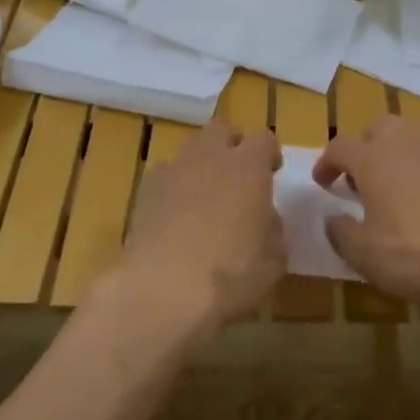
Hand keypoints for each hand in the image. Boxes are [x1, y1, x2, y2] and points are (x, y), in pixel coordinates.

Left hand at [114, 121, 284, 335]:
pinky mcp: (145, 190)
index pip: (265, 139)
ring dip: (202, 163)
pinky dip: (175, 186)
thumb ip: (273, 229)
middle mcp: (210, 157)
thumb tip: (265, 217)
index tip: (272, 172)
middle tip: (239, 174)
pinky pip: (165, 174)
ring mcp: (173, 170)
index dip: (270, 153)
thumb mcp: (274, 260)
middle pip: (222, 130)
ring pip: (191, 149)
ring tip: (206, 195)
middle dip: (232, 144)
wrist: (163, 289)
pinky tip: (177, 214)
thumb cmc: (231, 274)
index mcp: (248, 166)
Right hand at [315, 116, 419, 321]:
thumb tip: (333, 220)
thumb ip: (340, 233)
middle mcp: (404, 146)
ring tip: (389, 190)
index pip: (340, 147)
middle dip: (364, 147)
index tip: (322, 185)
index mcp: (373, 159)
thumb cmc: (416, 253)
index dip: (326, 163)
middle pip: (379, 128)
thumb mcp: (364, 254)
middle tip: (358, 179)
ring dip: (394, 157)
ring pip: (409, 139)